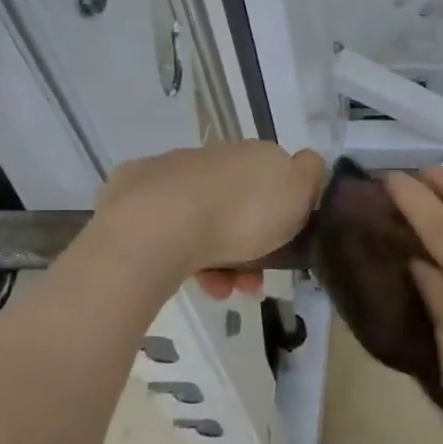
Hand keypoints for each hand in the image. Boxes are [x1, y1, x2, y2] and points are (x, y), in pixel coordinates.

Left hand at [84, 143, 325, 296]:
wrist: (159, 227)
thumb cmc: (241, 213)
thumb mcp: (298, 191)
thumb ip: (311, 173)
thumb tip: (307, 162)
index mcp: (253, 152)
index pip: (277, 177)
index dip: (285, 214)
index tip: (287, 246)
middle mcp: (213, 156)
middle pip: (240, 204)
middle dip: (250, 245)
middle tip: (252, 282)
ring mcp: (170, 173)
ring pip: (205, 220)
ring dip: (221, 259)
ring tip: (221, 291)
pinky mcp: (131, 196)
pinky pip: (169, 229)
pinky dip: (185, 255)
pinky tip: (191, 278)